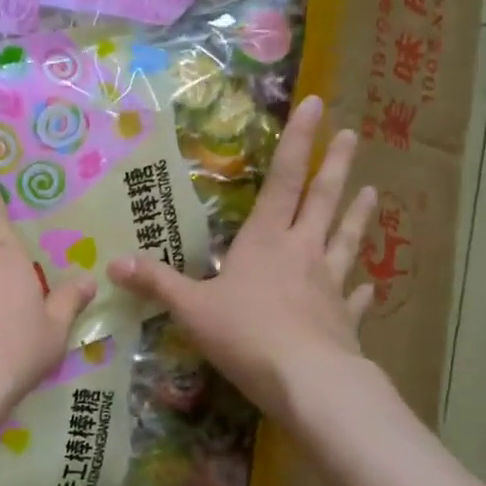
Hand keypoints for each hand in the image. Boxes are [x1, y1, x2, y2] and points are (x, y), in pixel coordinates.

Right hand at [108, 95, 377, 431]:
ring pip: (345, 240)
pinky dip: (360, 289)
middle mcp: (302, 253)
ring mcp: (328, 286)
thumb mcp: (190, 308)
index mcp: (265, 243)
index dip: (297, 142)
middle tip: (352, 135)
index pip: (282, 181)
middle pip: (322, 201)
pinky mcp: (343, 320)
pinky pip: (353, 298)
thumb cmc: (245, 334)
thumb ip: (156, 284)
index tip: (316, 104)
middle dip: (335, 166)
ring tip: (373, 191)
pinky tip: (368, 284)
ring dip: (357, 215)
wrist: (306, 381)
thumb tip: (112, 264)